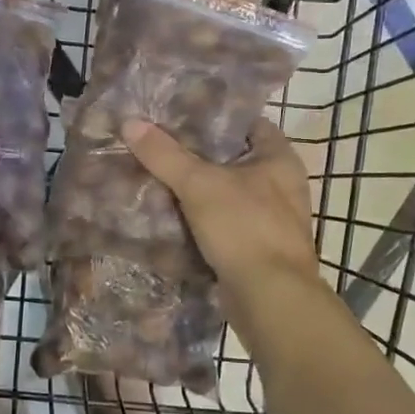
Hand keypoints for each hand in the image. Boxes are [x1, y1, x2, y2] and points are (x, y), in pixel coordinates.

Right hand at [121, 117, 318, 290]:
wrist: (270, 298)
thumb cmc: (244, 228)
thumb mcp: (199, 185)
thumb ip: (165, 154)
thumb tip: (130, 123)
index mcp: (280, 159)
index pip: (248, 124)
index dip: (216, 118)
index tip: (181, 115)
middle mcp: (284, 185)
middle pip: (235, 159)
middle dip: (201, 155)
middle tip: (161, 145)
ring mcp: (274, 219)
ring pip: (230, 193)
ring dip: (201, 190)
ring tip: (161, 177)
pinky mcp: (260, 248)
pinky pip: (227, 223)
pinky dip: (204, 219)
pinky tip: (175, 216)